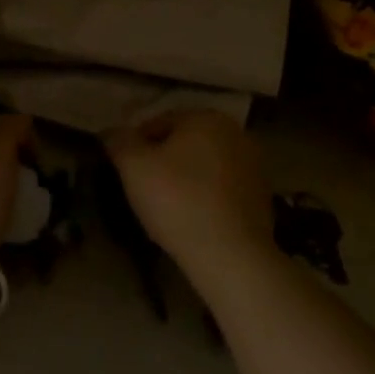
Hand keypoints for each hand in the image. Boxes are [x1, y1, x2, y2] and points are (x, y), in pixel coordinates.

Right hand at [104, 111, 272, 279]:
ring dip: (185, 180)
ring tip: (166, 210)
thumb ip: (119, 141)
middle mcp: (235, 133)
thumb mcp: (133, 166)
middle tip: (143, 190)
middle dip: (162, 162)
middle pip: (184, 144)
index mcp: (206, 117)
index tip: (125, 172)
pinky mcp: (262, 198)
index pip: (158, 123)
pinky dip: (206, 199)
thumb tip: (112, 132)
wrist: (231, 255)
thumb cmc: (178, 200)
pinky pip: (222, 191)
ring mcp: (254, 166)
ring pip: (204, 167)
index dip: (135, 146)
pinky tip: (192, 221)